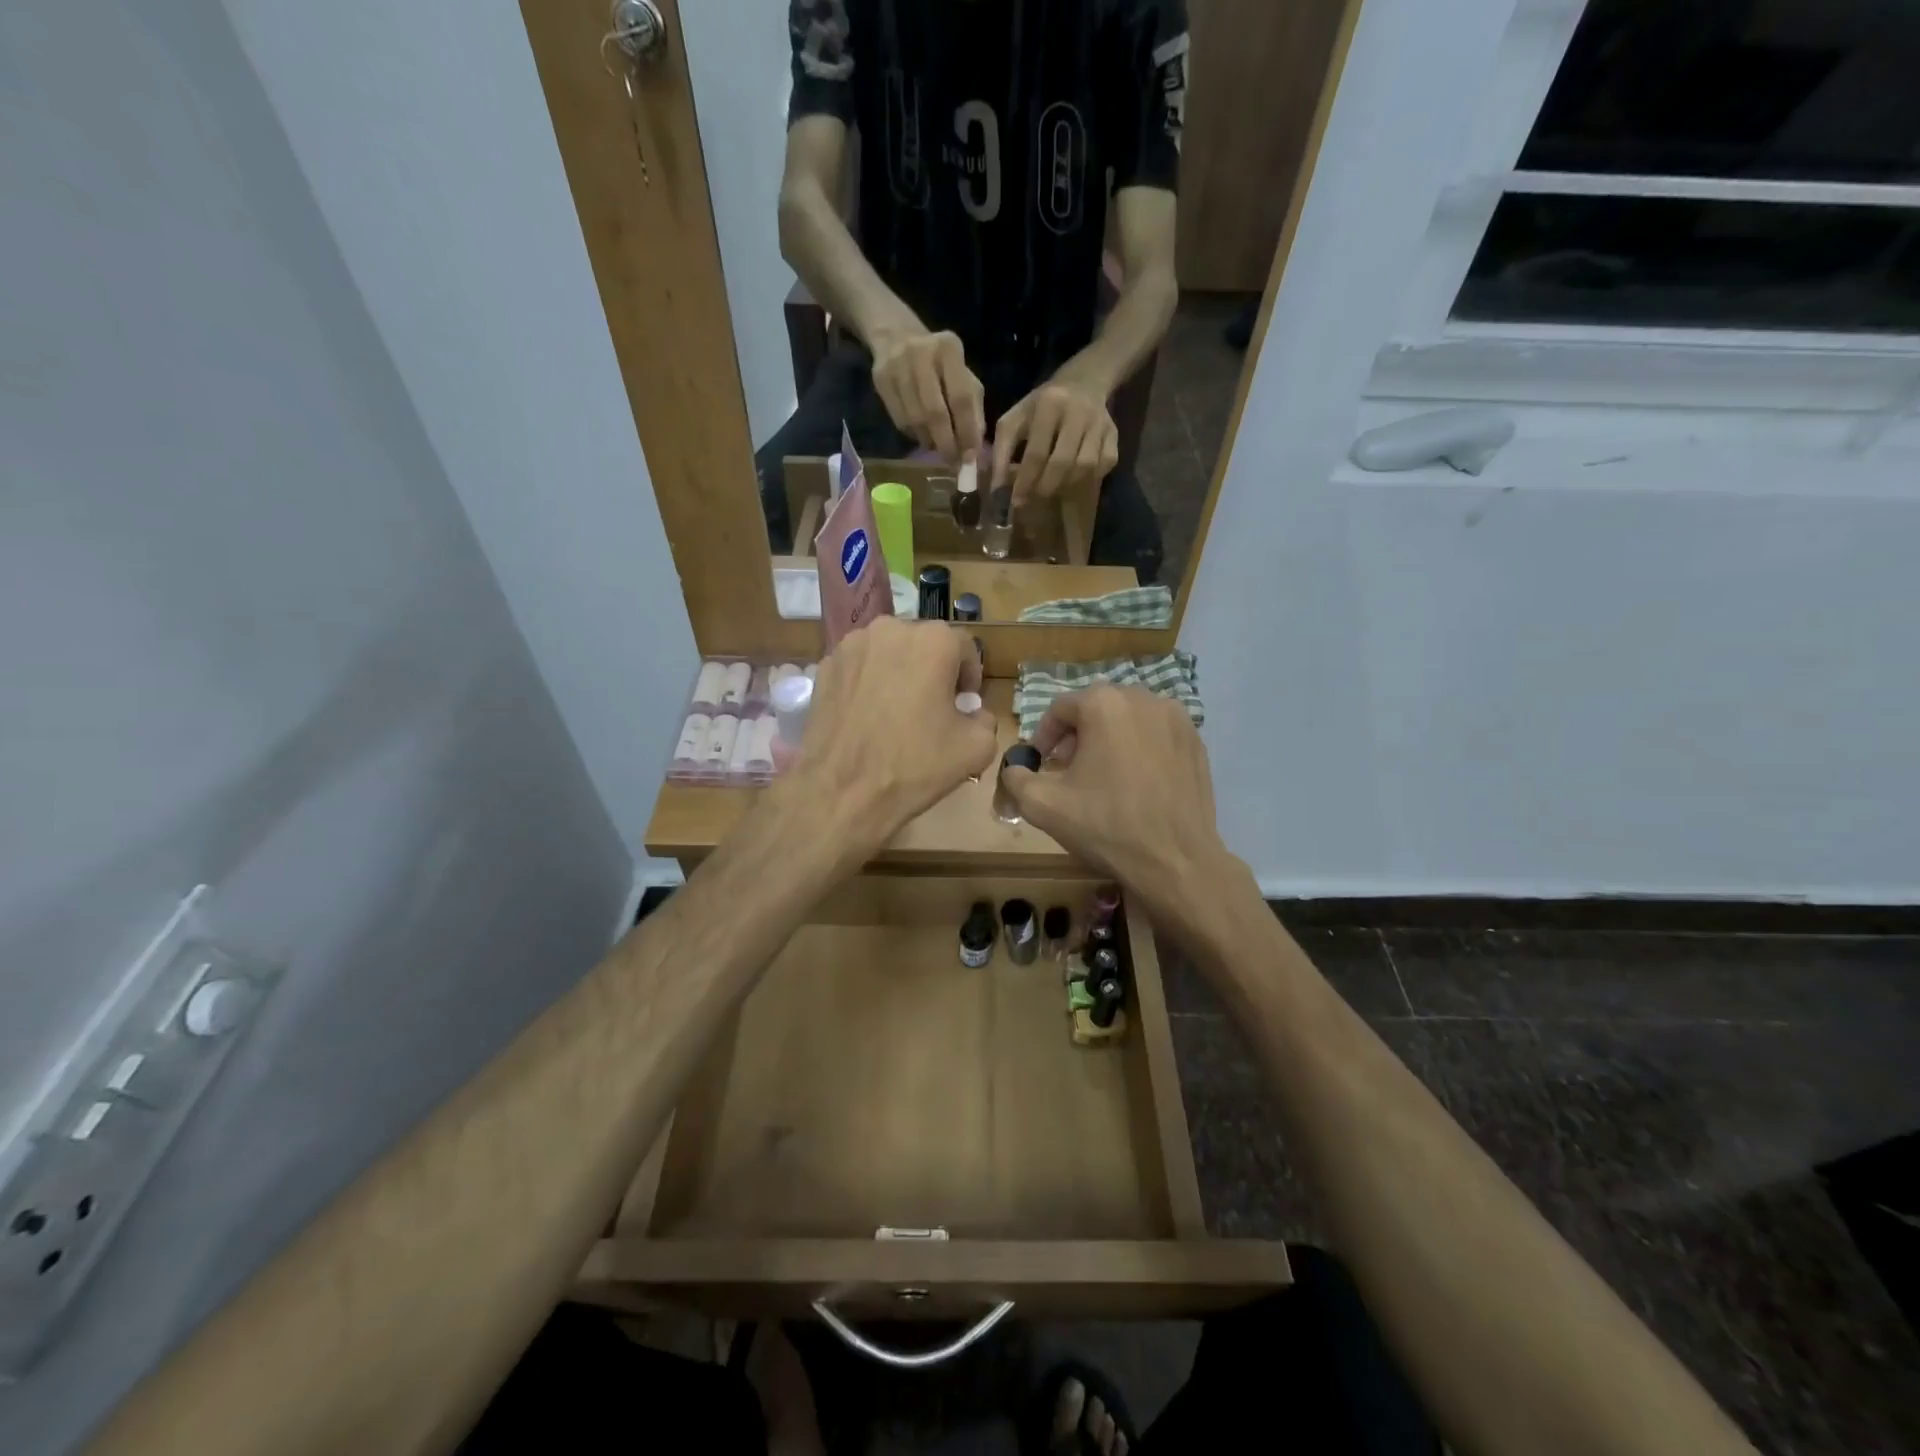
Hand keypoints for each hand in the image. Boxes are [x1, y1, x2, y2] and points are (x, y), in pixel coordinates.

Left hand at [781, 617, 996, 853]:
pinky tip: (868, 717)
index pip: (964, 648)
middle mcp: (890, 630)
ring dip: (899, 674)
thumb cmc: (915, 765)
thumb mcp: (976, 749)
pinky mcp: (824, 666)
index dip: (969, 678)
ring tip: (897, 713)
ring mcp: (851, 646)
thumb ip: (985, 720)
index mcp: (933, 641)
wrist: (843, 791)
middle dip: (933, 672)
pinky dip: (868, 684)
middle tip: (932, 709)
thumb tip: (972, 713)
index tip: (964, 706)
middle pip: (923, 645)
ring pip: (888, 653)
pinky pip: (859, 668)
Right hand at [870, 328, 985, 463]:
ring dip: (930, 441)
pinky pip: (900, 420)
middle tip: (953, 462)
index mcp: (949, 349)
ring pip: (915, 420)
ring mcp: (898, 367)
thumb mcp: (963, 376)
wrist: (896, 336)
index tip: (971, 456)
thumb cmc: (939, 362)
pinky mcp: (881, 380)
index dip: (967, 431)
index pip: (961, 398)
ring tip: (939, 447)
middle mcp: (922, 355)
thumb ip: (973, 409)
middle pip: (935, 413)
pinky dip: (914, 435)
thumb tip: (974, 448)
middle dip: (947, 443)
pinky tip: (922, 434)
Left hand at [991, 374, 1118, 519]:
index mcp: (1050, 404)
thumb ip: (1002, 451)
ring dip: (1066, 484)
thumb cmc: (1041, 405)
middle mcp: (1079, 412)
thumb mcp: (1015, 418)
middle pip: (1063, 462)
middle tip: (1033, 498)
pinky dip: (1088, 477)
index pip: (1037, 452)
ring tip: (1051, 488)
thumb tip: (997, 488)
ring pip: (1085, 467)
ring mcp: (1100, 423)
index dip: (1025, 480)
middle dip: (1045, 487)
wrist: (1083, 381)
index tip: (1016, 500)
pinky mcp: (1114, 433)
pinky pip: (1104, 465)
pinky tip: (1074, 477)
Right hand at [999, 686, 1242, 944]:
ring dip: (1109, 739)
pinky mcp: (1197, 742)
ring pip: (1129, 719)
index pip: (1060, 709)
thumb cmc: (1106, 826)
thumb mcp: (1043, 805)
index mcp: (1104, 704)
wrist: (1175, 861)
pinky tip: (1136, 783)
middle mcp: (1143, 698)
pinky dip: (1140, 749)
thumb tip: (1014, 769)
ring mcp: (1177, 718)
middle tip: (1067, 771)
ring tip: (1102, 776)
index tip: (1040, 764)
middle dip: (1077, 736)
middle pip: (1096, 709)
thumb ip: (1017, 778)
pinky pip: (1156, 735)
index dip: (1043, 736)